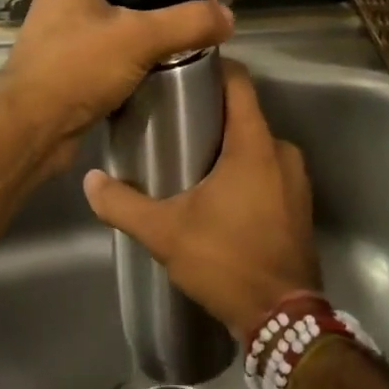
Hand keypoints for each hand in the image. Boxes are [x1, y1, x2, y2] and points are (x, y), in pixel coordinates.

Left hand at [0, 0, 234, 167]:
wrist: (30, 127)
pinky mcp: (73, 60)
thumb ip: (188, 22)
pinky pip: (115, 43)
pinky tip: (165, 62)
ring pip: (124, 13)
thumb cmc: (77, 67)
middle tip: (202, 9)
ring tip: (189, 36)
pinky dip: (141, 47)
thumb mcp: (139, 37)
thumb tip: (228, 17)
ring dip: (157, 21)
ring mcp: (68, 27)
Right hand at [82, 60, 320, 340]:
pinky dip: (244, 169)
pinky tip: (217, 191)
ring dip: (227, 145)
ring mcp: (295, 178)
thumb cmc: (227, 261)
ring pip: (255, 143)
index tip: (181, 70)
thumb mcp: (165, 232)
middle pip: (244, 113)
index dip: (213, 68)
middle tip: (171, 120)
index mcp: (254, 144)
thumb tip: (90, 181)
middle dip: (210, 112)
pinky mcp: (298, 203)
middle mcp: (282, 151)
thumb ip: (124, 204)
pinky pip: (268, 168)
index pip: (239, 81)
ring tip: (189, 156)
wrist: (283, 319)